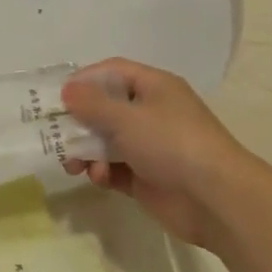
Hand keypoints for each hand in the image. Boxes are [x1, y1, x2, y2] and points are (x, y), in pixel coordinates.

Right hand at [61, 59, 246, 246]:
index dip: (85, 80)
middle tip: (55, 134)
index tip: (58, 96)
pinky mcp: (148, 177)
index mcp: (154, 87)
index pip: (113, 72)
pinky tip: (98, 178)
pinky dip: (103, 171)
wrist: (216, 200)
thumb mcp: (126, 117)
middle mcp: (152, 112)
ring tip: (73, 165)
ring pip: (108, 141)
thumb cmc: (171, 143)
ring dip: (87, 150)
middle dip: (80, 121)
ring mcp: (151, 146)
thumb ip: (91, 103)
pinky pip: (116, 168)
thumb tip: (67, 90)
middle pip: (106, 108)